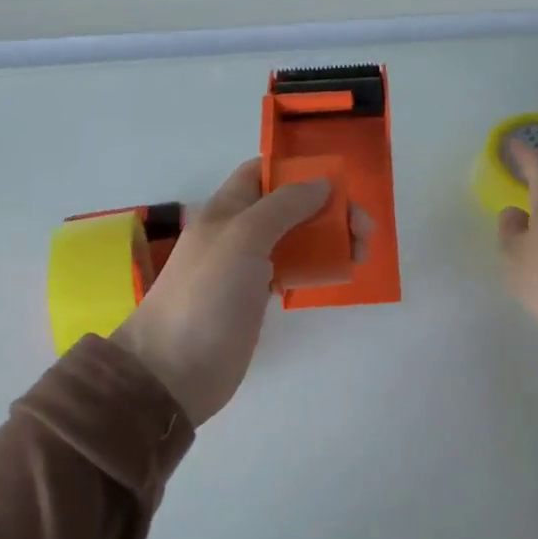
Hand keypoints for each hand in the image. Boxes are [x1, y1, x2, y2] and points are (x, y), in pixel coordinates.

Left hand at [112, 159, 369, 425]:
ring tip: (361, 254)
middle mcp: (239, 230)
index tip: (338, 181)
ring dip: (330, 238)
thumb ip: (283, 206)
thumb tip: (322, 183)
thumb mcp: (244, 238)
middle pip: (290, 205)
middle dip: (329, 208)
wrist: (174, 369)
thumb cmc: (207, 294)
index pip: (263, 172)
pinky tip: (340, 273)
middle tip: (363, 230)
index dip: (298, 169)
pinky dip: (317, 266)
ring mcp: (248, 266)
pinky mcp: (257, 297)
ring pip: (297, 238)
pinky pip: (294, 270)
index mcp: (228, 207)